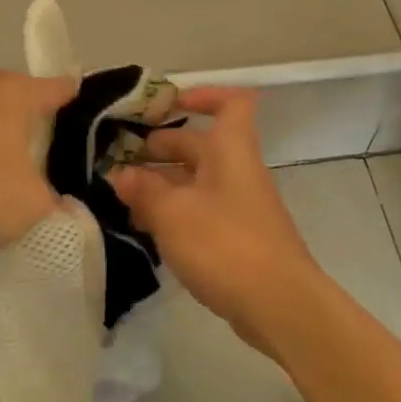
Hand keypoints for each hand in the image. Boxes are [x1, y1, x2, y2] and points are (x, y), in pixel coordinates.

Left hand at [0, 70, 77, 256]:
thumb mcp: (33, 204)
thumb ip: (52, 200)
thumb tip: (55, 202)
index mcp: (11, 92)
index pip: (55, 88)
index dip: (72, 97)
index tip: (84, 104)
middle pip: (11, 99)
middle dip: (26, 120)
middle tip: (44, 149)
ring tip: (1, 171)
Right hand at [110, 87, 321, 348]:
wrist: (280, 305)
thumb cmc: (225, 244)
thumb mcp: (172, 213)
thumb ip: (144, 190)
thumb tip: (120, 174)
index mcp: (230, 150)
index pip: (229, 104)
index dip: (201, 96)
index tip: (166, 106)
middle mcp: (237, 170)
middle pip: (199, 145)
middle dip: (160, 149)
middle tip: (120, 161)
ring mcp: (239, 206)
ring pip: (196, 181)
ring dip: (162, 185)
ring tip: (123, 199)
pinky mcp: (237, 238)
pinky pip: (201, 211)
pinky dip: (174, 214)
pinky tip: (146, 230)